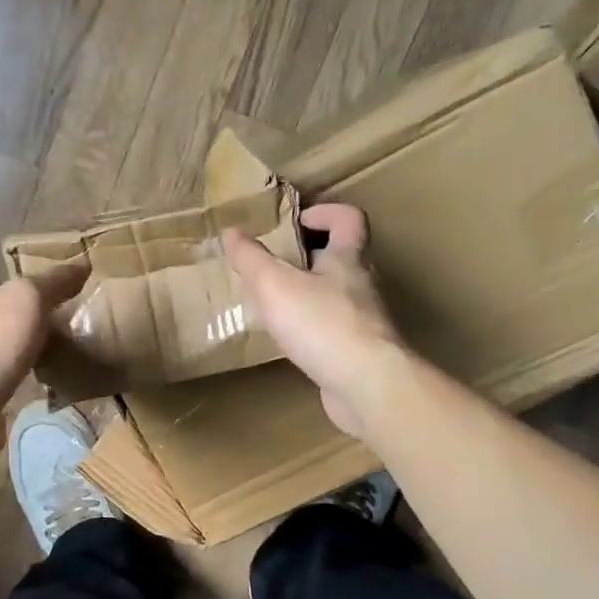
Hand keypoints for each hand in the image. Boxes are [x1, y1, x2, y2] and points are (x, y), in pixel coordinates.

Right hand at [222, 204, 406, 440]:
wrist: (367, 386)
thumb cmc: (322, 324)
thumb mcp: (275, 285)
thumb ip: (251, 258)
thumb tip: (231, 231)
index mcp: (348, 258)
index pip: (349, 218)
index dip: (326, 212)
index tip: (297, 221)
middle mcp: (362, 285)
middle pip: (342, 257)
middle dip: (310, 255)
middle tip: (276, 263)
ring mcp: (365, 321)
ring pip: (338, 295)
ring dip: (310, 293)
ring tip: (276, 302)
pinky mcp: (361, 352)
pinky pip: (335, 329)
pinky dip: (314, 328)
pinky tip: (292, 340)